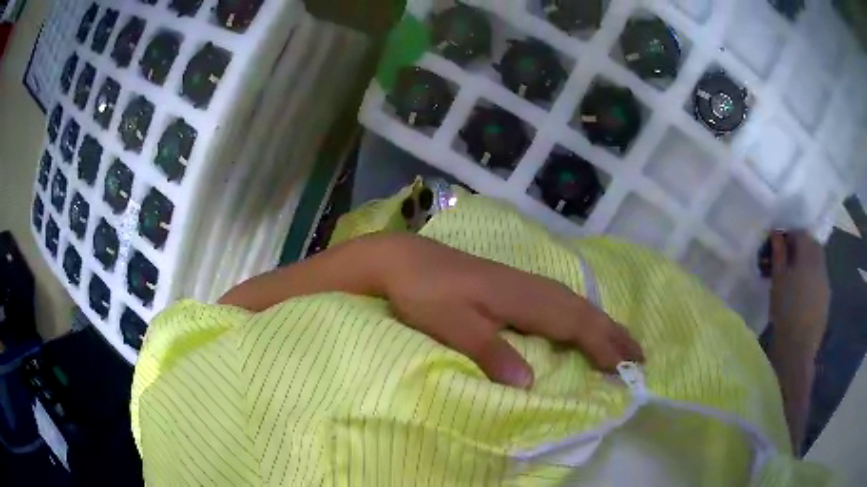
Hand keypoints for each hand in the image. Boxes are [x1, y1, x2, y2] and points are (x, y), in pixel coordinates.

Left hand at [382, 235, 643, 388]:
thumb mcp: (452, 325)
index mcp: (522, 297)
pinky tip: (581, 327)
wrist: (403, 259)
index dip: (602, 345)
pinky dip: (581, 319)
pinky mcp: (513, 287)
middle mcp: (532, 288)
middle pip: (583, 311)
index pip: (575, 323)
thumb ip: (490, 351)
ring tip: (622, 345)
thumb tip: (530, 384)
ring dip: (602, 325)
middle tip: (640, 357)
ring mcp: (523, 284)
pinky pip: (560, 304)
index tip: (626, 367)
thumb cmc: (424, 293)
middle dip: (613, 334)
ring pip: (575, 305)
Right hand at [769, 231, 830, 355]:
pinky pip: (819, 279)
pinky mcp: (826, 298)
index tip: (778, 245)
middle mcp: (820, 264)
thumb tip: (776, 234)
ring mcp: (825, 282)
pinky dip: (811, 279)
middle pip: (812, 245)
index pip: (800, 234)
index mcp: (808, 257)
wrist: (798, 350)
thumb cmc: (785, 312)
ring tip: (794, 278)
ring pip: (817, 262)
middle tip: (787, 259)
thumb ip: (778, 255)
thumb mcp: (777, 282)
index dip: (789, 235)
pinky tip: (802, 294)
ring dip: (807, 263)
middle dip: (801, 247)